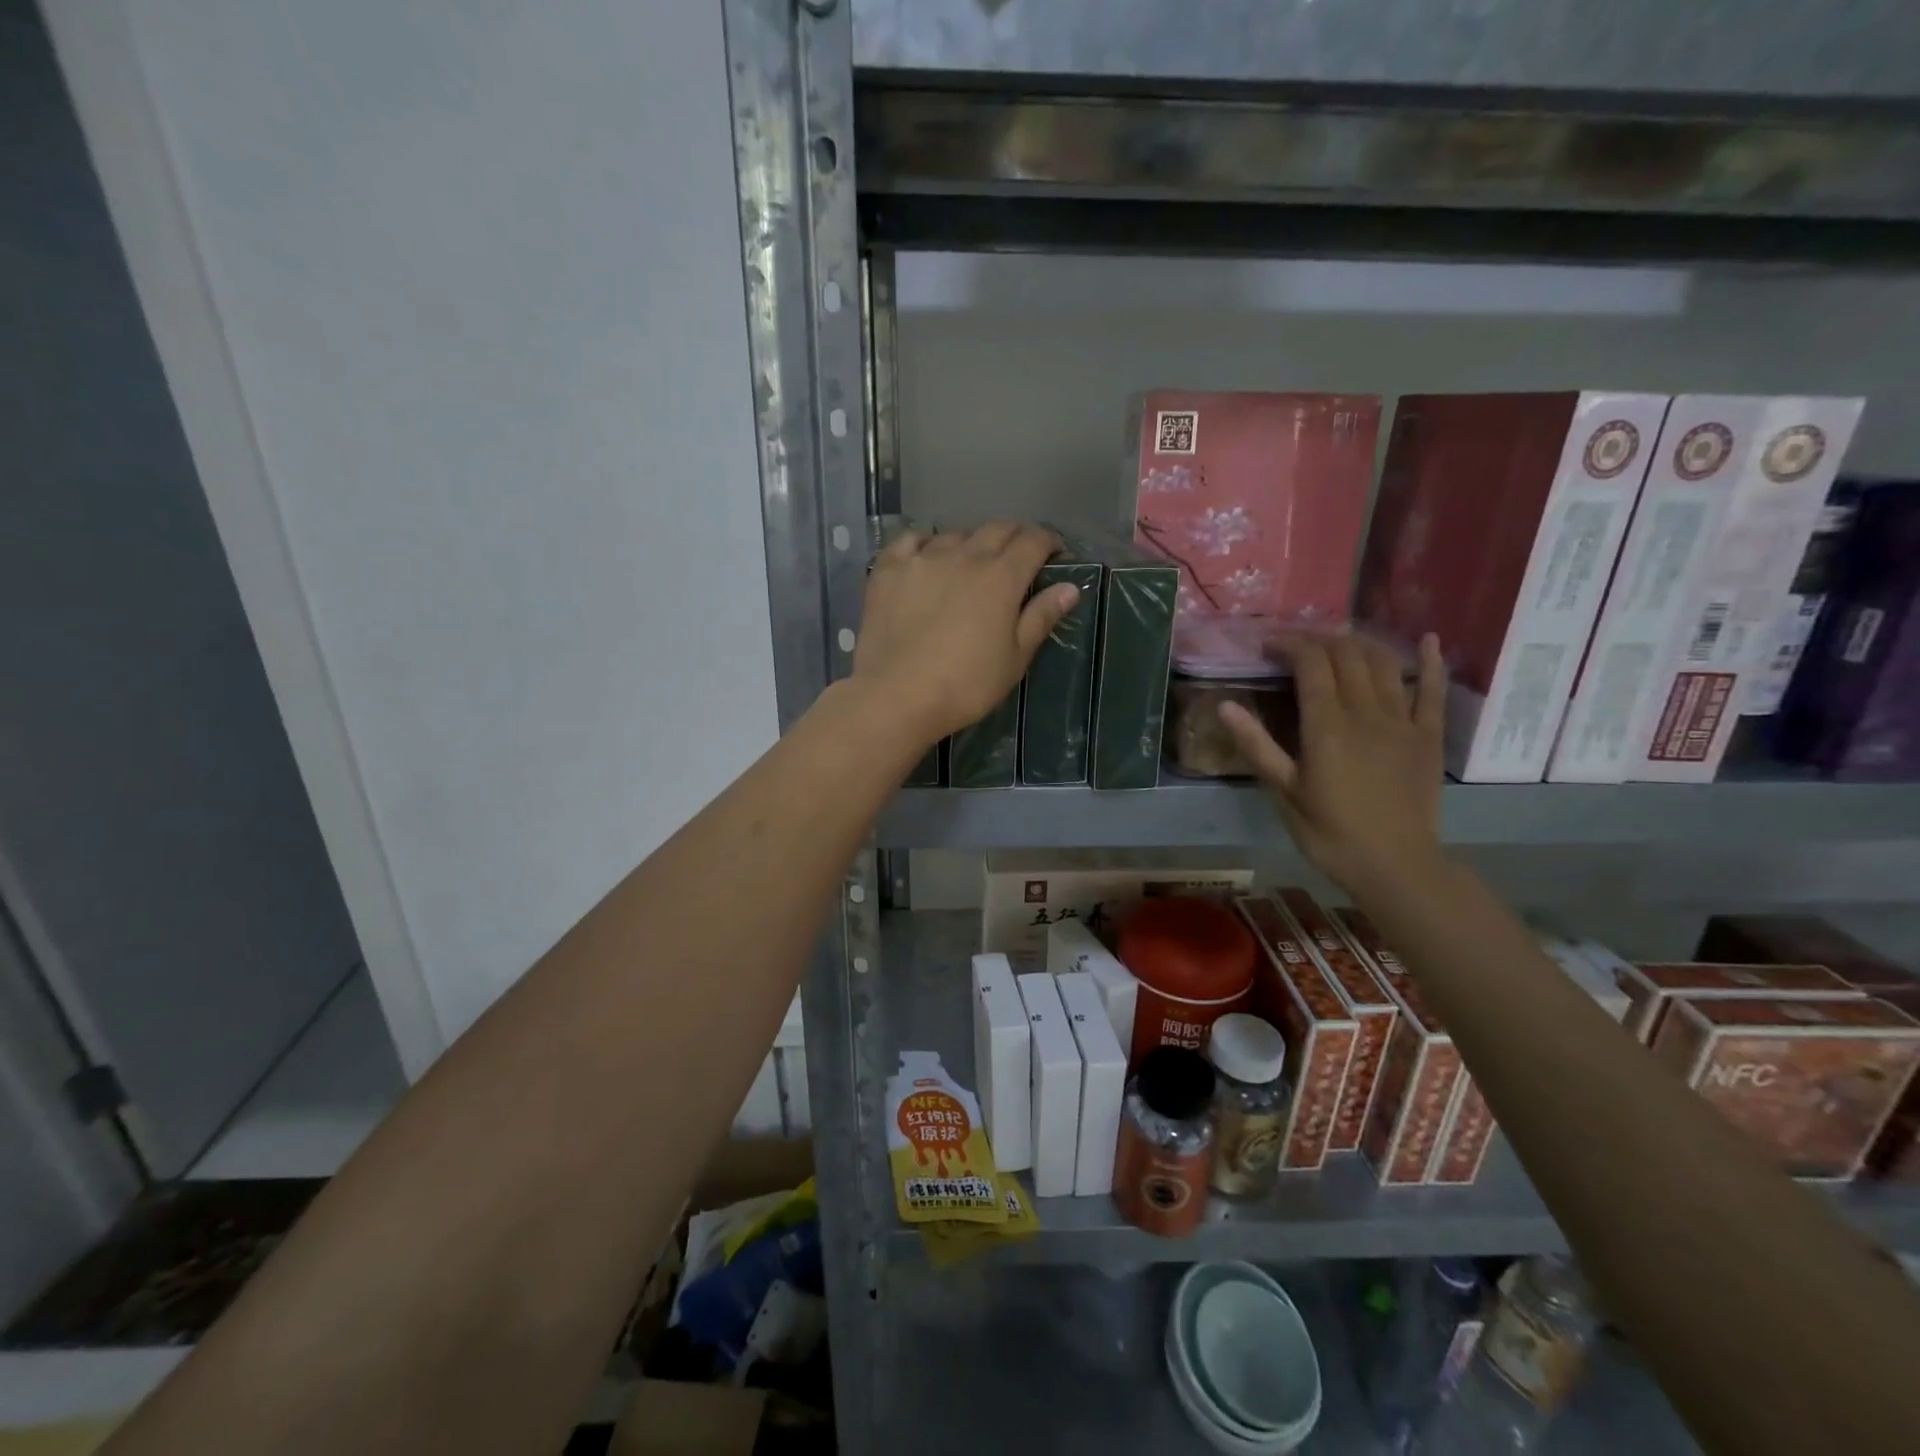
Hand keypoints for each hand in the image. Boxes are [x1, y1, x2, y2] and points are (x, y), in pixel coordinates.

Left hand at [852, 523, 1080, 746]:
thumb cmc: (965, 685)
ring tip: (971, 564)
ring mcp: (923, 558)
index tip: (1054, 555)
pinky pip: (911, 540)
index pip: (1033, 541)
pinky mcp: (889, 569)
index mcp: (1001, 577)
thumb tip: (1070, 587)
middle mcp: (964, 556)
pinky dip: (926, 543)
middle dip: (1015, 537)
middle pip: (997, 529)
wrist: (896, 696)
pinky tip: (926, 558)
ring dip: (972, 543)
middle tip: (1019, 557)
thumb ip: (1041, 617)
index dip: (1049, 542)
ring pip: (955, 534)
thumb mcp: (1014, 659)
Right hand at [1220, 632, 1448, 896]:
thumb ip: (1257, 745)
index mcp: (1327, 725)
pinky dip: (1431, 661)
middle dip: (1319, 639)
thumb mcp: (1284, 792)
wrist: (1395, 865)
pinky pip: (1432, 689)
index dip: (1289, 644)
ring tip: (1338, 641)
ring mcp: (1402, 720)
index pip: (1310, 663)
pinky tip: (1429, 640)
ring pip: (1384, 663)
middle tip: (1296, 643)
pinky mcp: (1428, 735)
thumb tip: (1225, 706)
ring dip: (1360, 643)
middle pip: (1346, 654)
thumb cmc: (1330, 833)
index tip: (1267, 645)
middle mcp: (1366, 712)